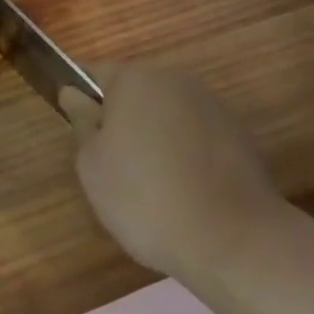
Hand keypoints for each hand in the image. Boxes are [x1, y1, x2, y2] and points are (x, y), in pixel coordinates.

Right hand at [60, 63, 289, 280]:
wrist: (234, 239)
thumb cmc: (147, 198)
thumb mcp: (92, 166)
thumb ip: (82, 123)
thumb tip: (75, 94)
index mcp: (133, 78)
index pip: (95, 74)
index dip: (83, 101)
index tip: (83, 137)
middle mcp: (172, 78)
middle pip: (134, 92)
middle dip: (123, 121)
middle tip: (116, 169)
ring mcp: (209, 103)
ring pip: (167, 114)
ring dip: (156, 137)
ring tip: (156, 188)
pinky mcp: (237, 132)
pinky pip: (197, 136)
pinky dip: (187, 155)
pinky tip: (188, 193)